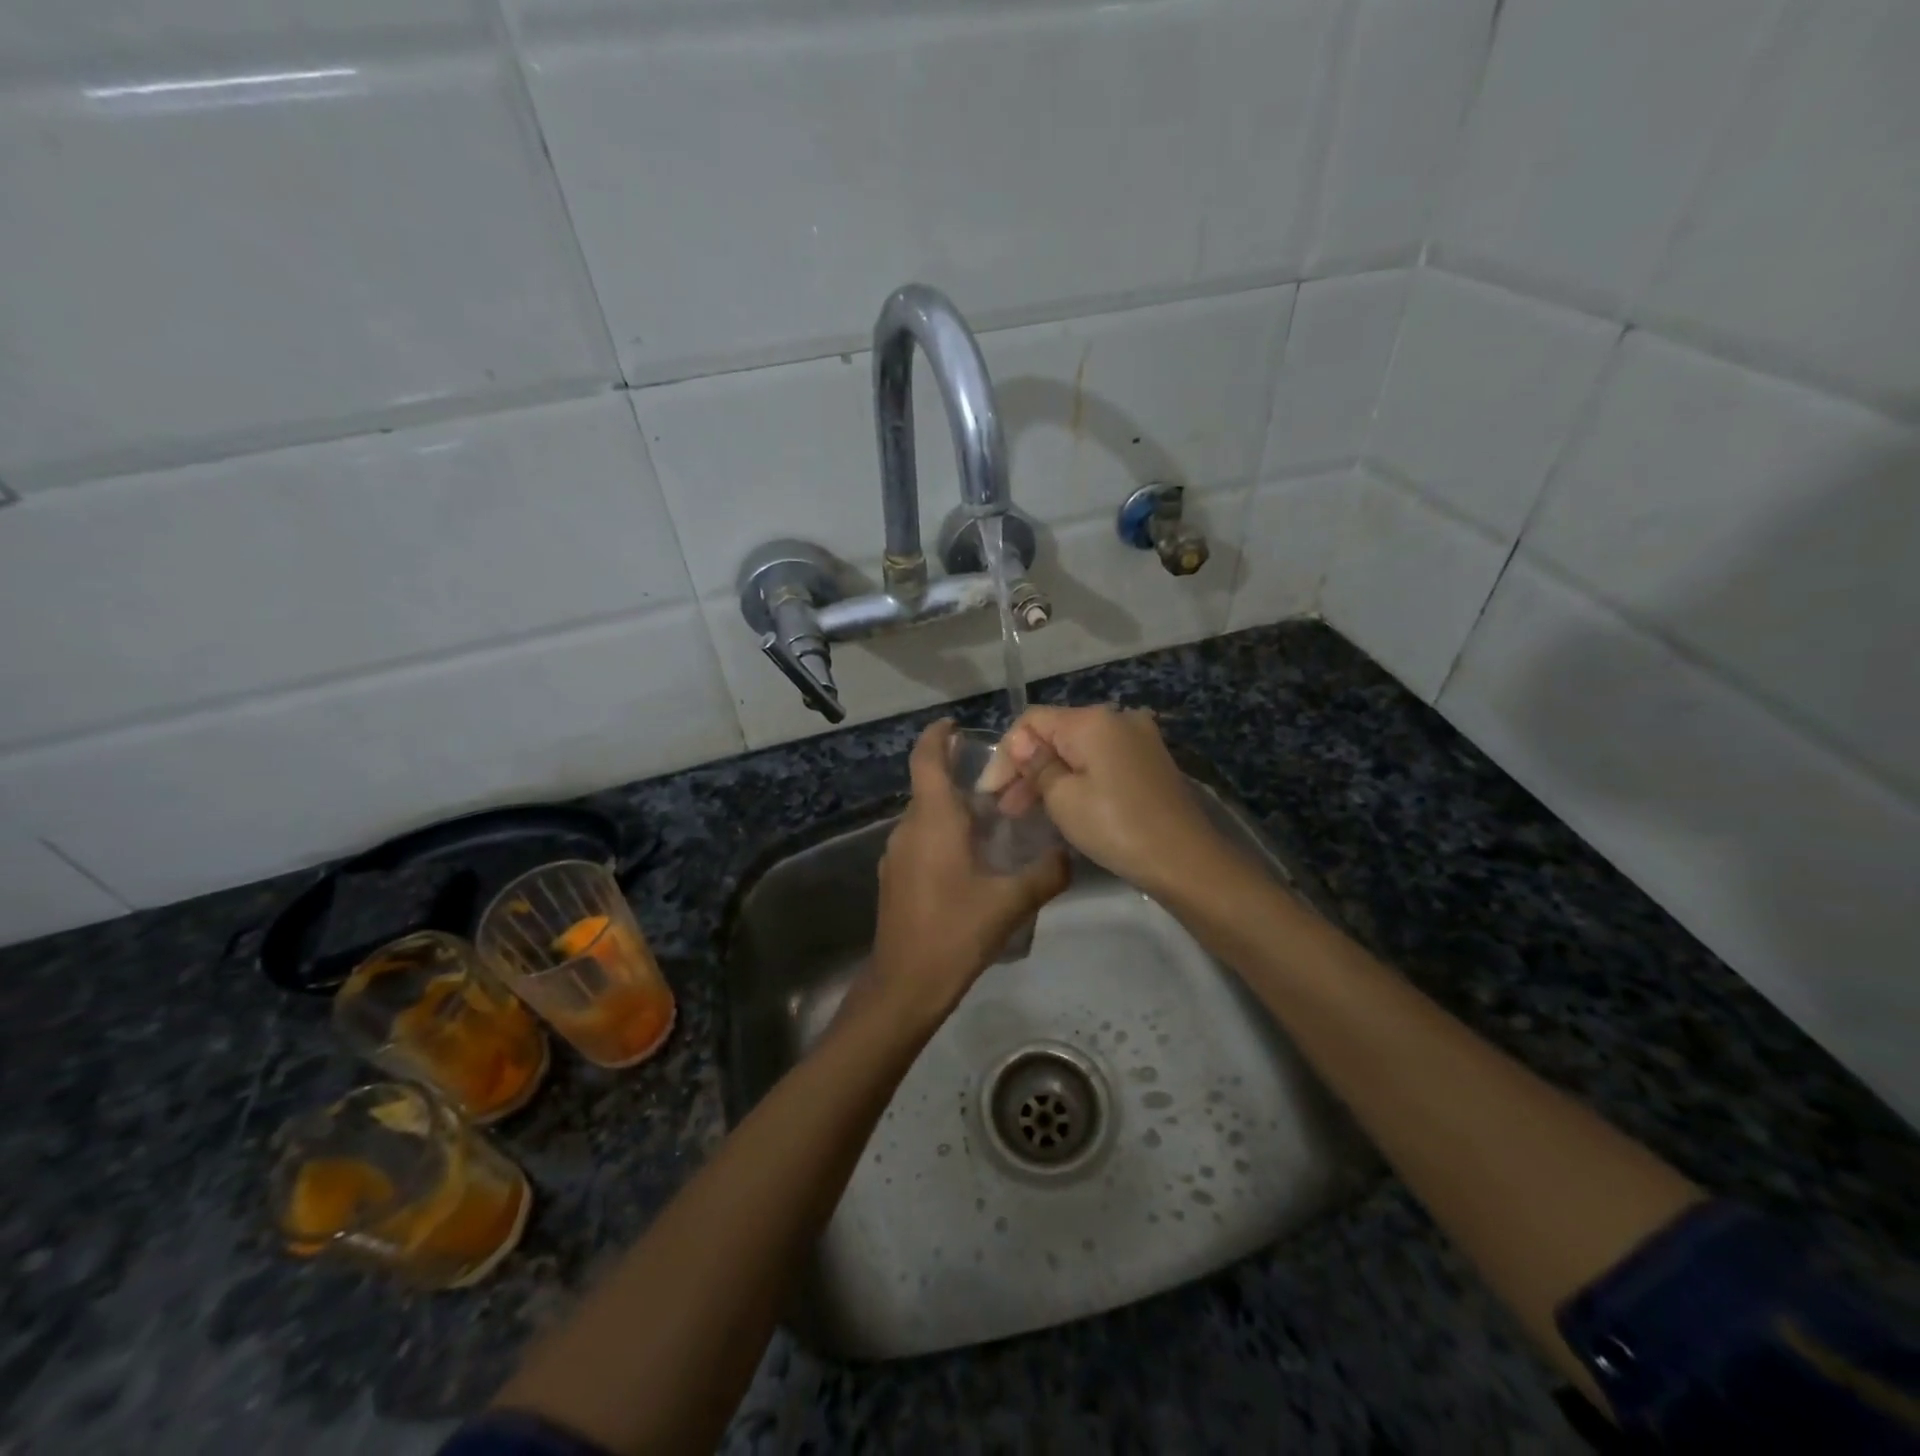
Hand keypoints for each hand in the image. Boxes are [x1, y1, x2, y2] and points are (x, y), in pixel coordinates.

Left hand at [867, 721, 1069, 1022]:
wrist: (905, 985)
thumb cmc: (955, 933)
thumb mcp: (1010, 903)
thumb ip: (1046, 875)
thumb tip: (1069, 857)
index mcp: (933, 821)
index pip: (927, 759)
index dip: (937, 736)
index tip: (956, 724)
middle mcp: (908, 829)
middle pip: (930, 787)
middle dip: (960, 777)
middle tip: (1003, 784)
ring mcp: (896, 854)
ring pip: (926, 817)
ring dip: (954, 810)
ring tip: (995, 821)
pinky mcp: (895, 878)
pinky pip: (921, 840)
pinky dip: (944, 836)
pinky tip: (973, 860)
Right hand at [992, 705, 1228, 895]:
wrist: (1185, 860)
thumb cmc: (1116, 827)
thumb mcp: (1063, 798)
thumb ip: (1036, 766)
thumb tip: (1020, 745)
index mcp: (1093, 720)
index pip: (1032, 721)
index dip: (1005, 753)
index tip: (989, 792)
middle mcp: (1117, 719)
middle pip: (1056, 734)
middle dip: (1026, 767)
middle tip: (1005, 808)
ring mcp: (1138, 739)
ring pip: (1077, 750)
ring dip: (1049, 776)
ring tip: (1025, 812)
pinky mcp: (1148, 762)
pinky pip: (1100, 761)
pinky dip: (1076, 779)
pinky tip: (1060, 805)